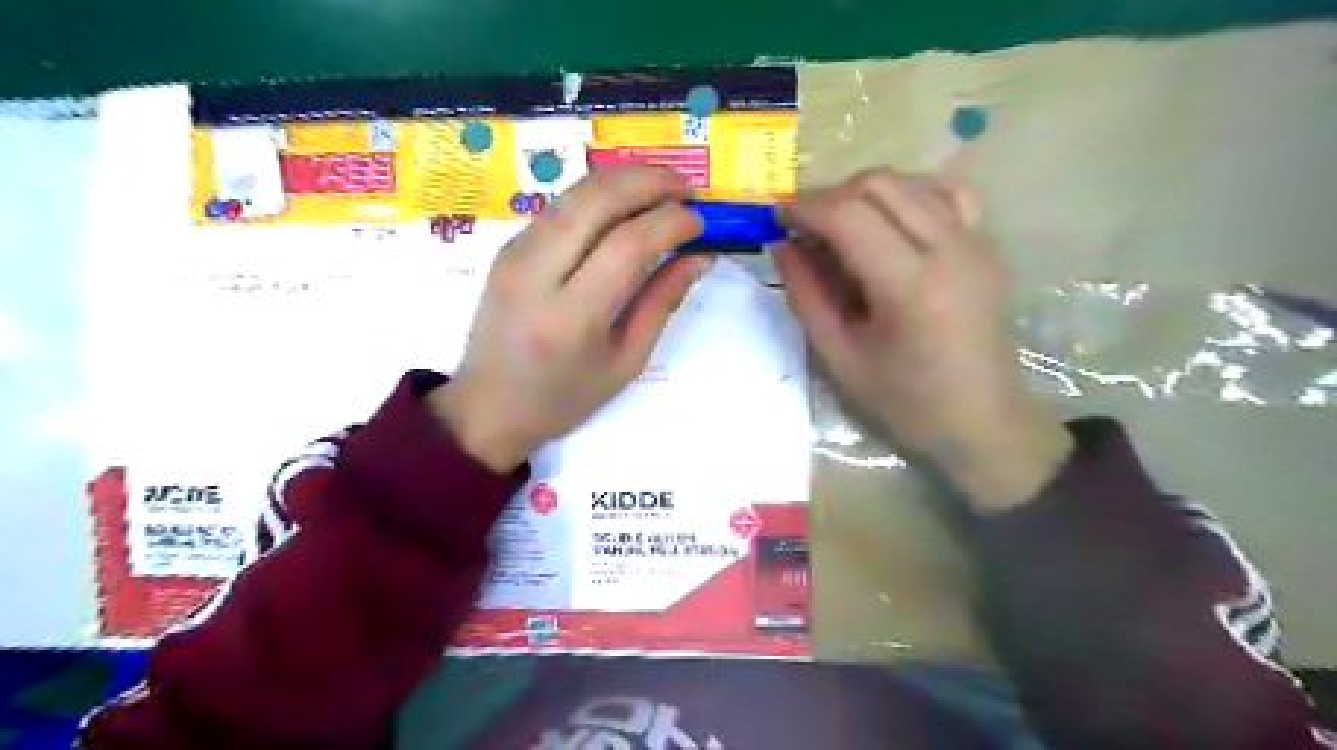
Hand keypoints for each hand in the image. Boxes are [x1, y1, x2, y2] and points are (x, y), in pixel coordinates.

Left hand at [433, 168, 715, 471]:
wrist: (488, 405)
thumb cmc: (564, 397)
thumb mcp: (626, 361)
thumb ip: (662, 302)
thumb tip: (699, 255)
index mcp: (571, 318)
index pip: (627, 244)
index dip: (671, 222)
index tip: (700, 222)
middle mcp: (537, 274)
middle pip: (597, 200)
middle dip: (649, 181)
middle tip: (686, 188)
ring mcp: (515, 254)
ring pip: (575, 192)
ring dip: (624, 179)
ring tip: (662, 188)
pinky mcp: (507, 247)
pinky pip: (560, 206)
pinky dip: (599, 195)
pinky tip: (625, 205)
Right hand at [769, 167, 1072, 510]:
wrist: (983, 422)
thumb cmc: (906, 403)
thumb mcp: (840, 358)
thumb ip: (806, 296)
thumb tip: (781, 245)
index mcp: (911, 286)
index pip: (849, 216)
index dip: (805, 208)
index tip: (775, 217)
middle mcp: (950, 249)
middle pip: (880, 185)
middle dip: (830, 195)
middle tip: (803, 226)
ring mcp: (976, 242)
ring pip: (911, 181)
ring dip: (864, 193)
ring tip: (839, 226)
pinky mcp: (986, 245)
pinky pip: (944, 194)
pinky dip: (907, 194)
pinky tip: (888, 220)